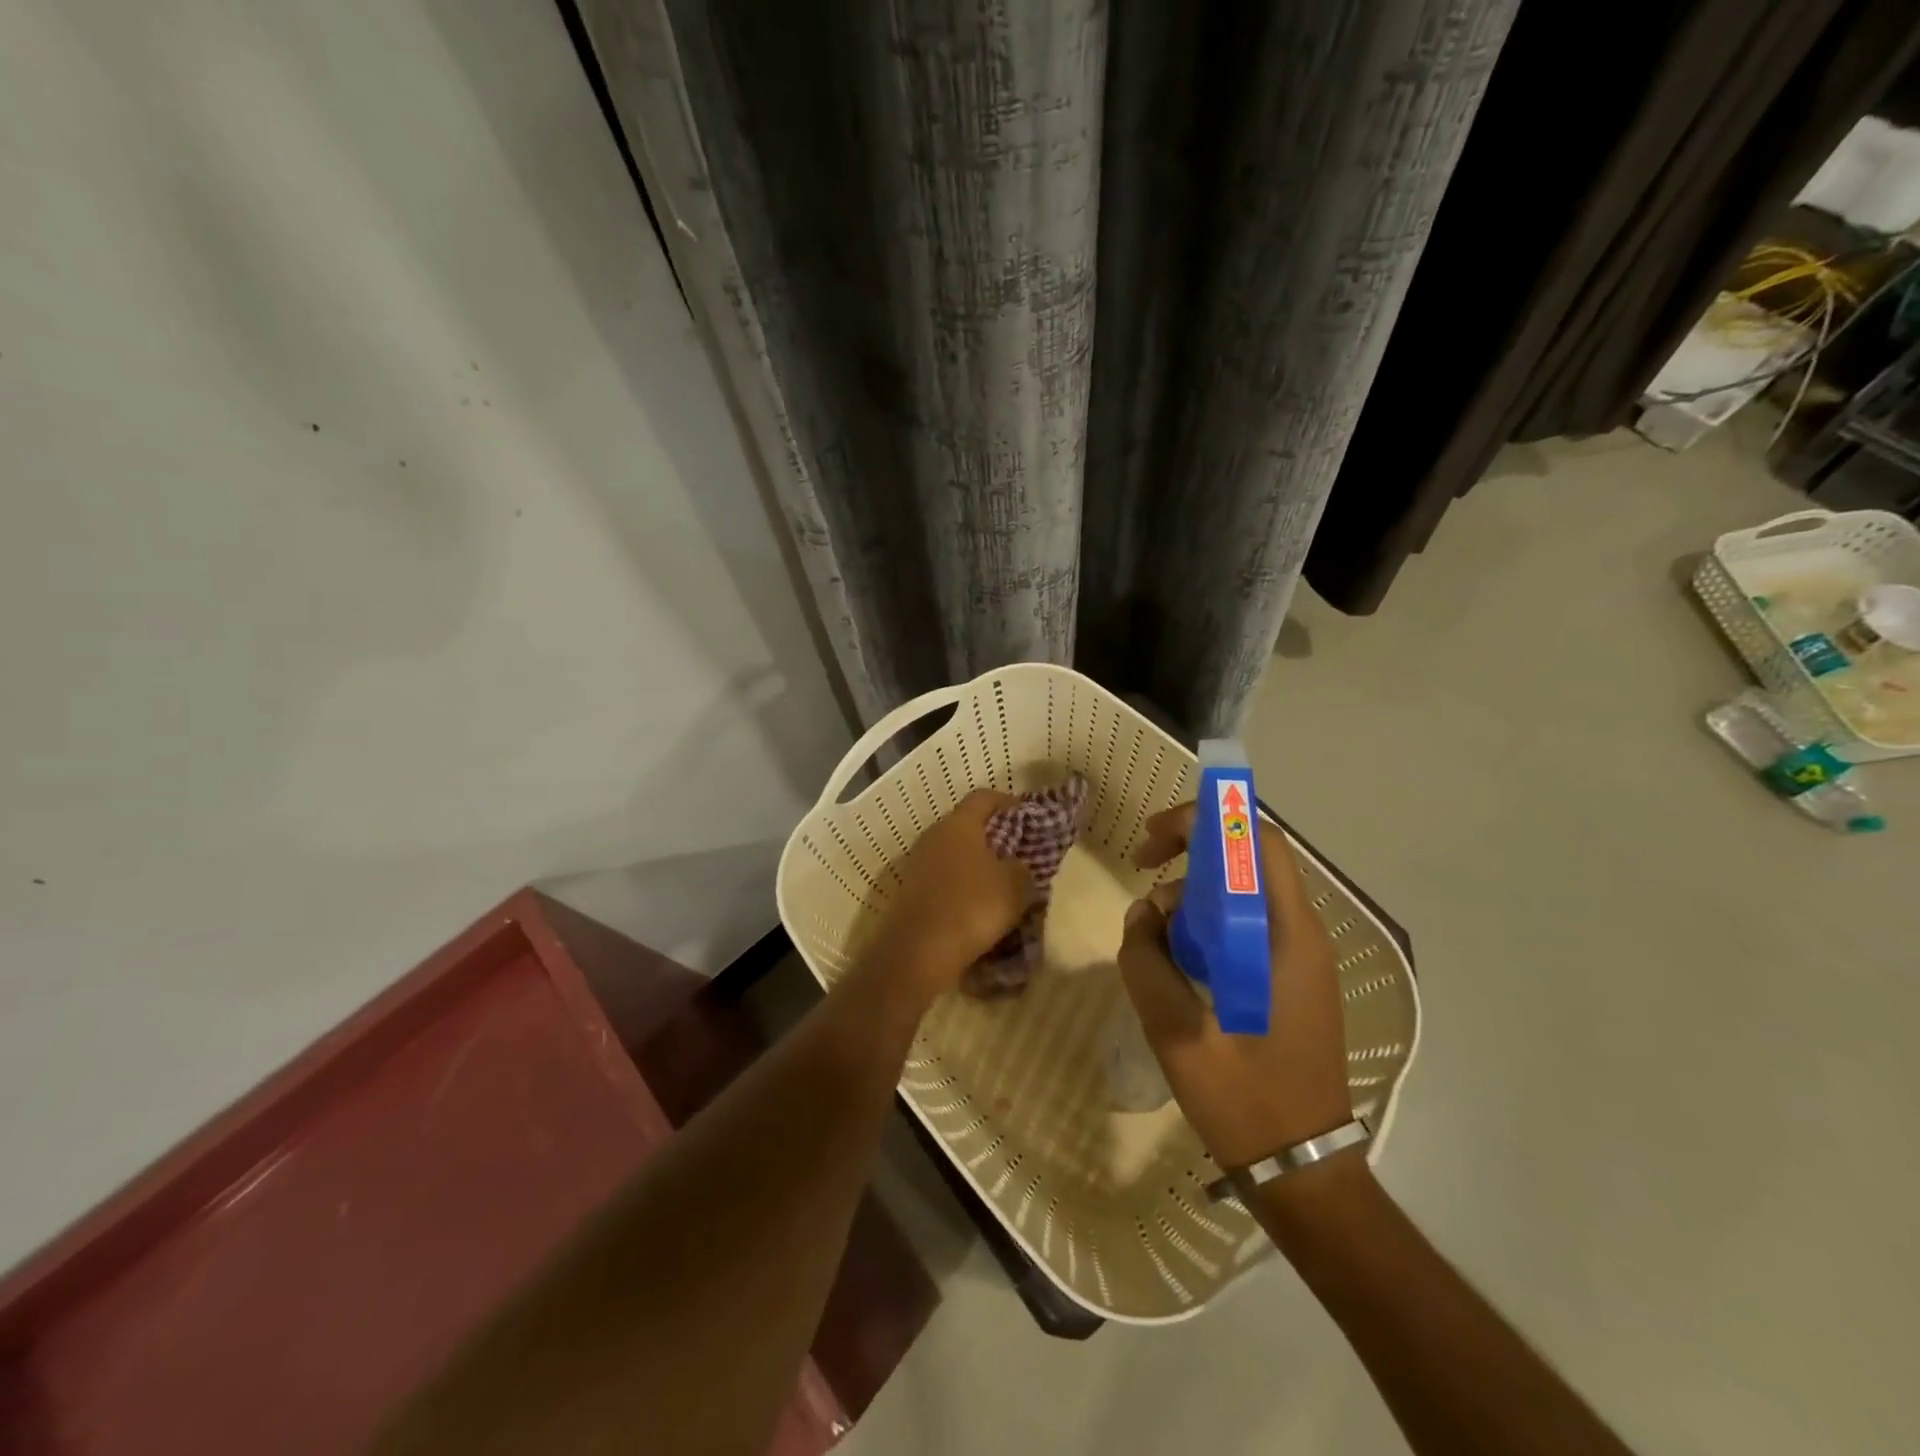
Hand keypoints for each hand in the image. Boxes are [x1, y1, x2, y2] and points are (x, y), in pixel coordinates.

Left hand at [867, 790, 1032, 997]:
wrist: (918, 951)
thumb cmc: (972, 907)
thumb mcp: (1016, 886)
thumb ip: (1023, 868)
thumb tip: (1016, 866)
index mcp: (959, 824)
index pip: (984, 797)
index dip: (1007, 802)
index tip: (1027, 814)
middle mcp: (933, 836)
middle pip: (965, 825)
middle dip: (992, 836)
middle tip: (1016, 851)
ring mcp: (916, 864)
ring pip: (952, 854)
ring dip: (974, 864)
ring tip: (998, 882)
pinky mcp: (909, 891)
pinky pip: (941, 879)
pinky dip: (959, 886)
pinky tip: (975, 906)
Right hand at [1118, 804, 1352, 1170]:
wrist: (1304, 1170)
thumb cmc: (1247, 1100)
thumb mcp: (1178, 1032)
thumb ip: (1148, 962)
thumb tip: (1142, 914)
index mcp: (1287, 937)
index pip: (1258, 842)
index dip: (1205, 821)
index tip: (1154, 841)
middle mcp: (1302, 935)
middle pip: (1250, 859)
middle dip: (1192, 850)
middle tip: (1144, 868)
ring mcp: (1300, 958)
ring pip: (1244, 892)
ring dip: (1195, 892)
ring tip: (1155, 932)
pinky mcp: (1290, 979)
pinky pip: (1246, 925)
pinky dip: (1207, 922)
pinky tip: (1179, 958)